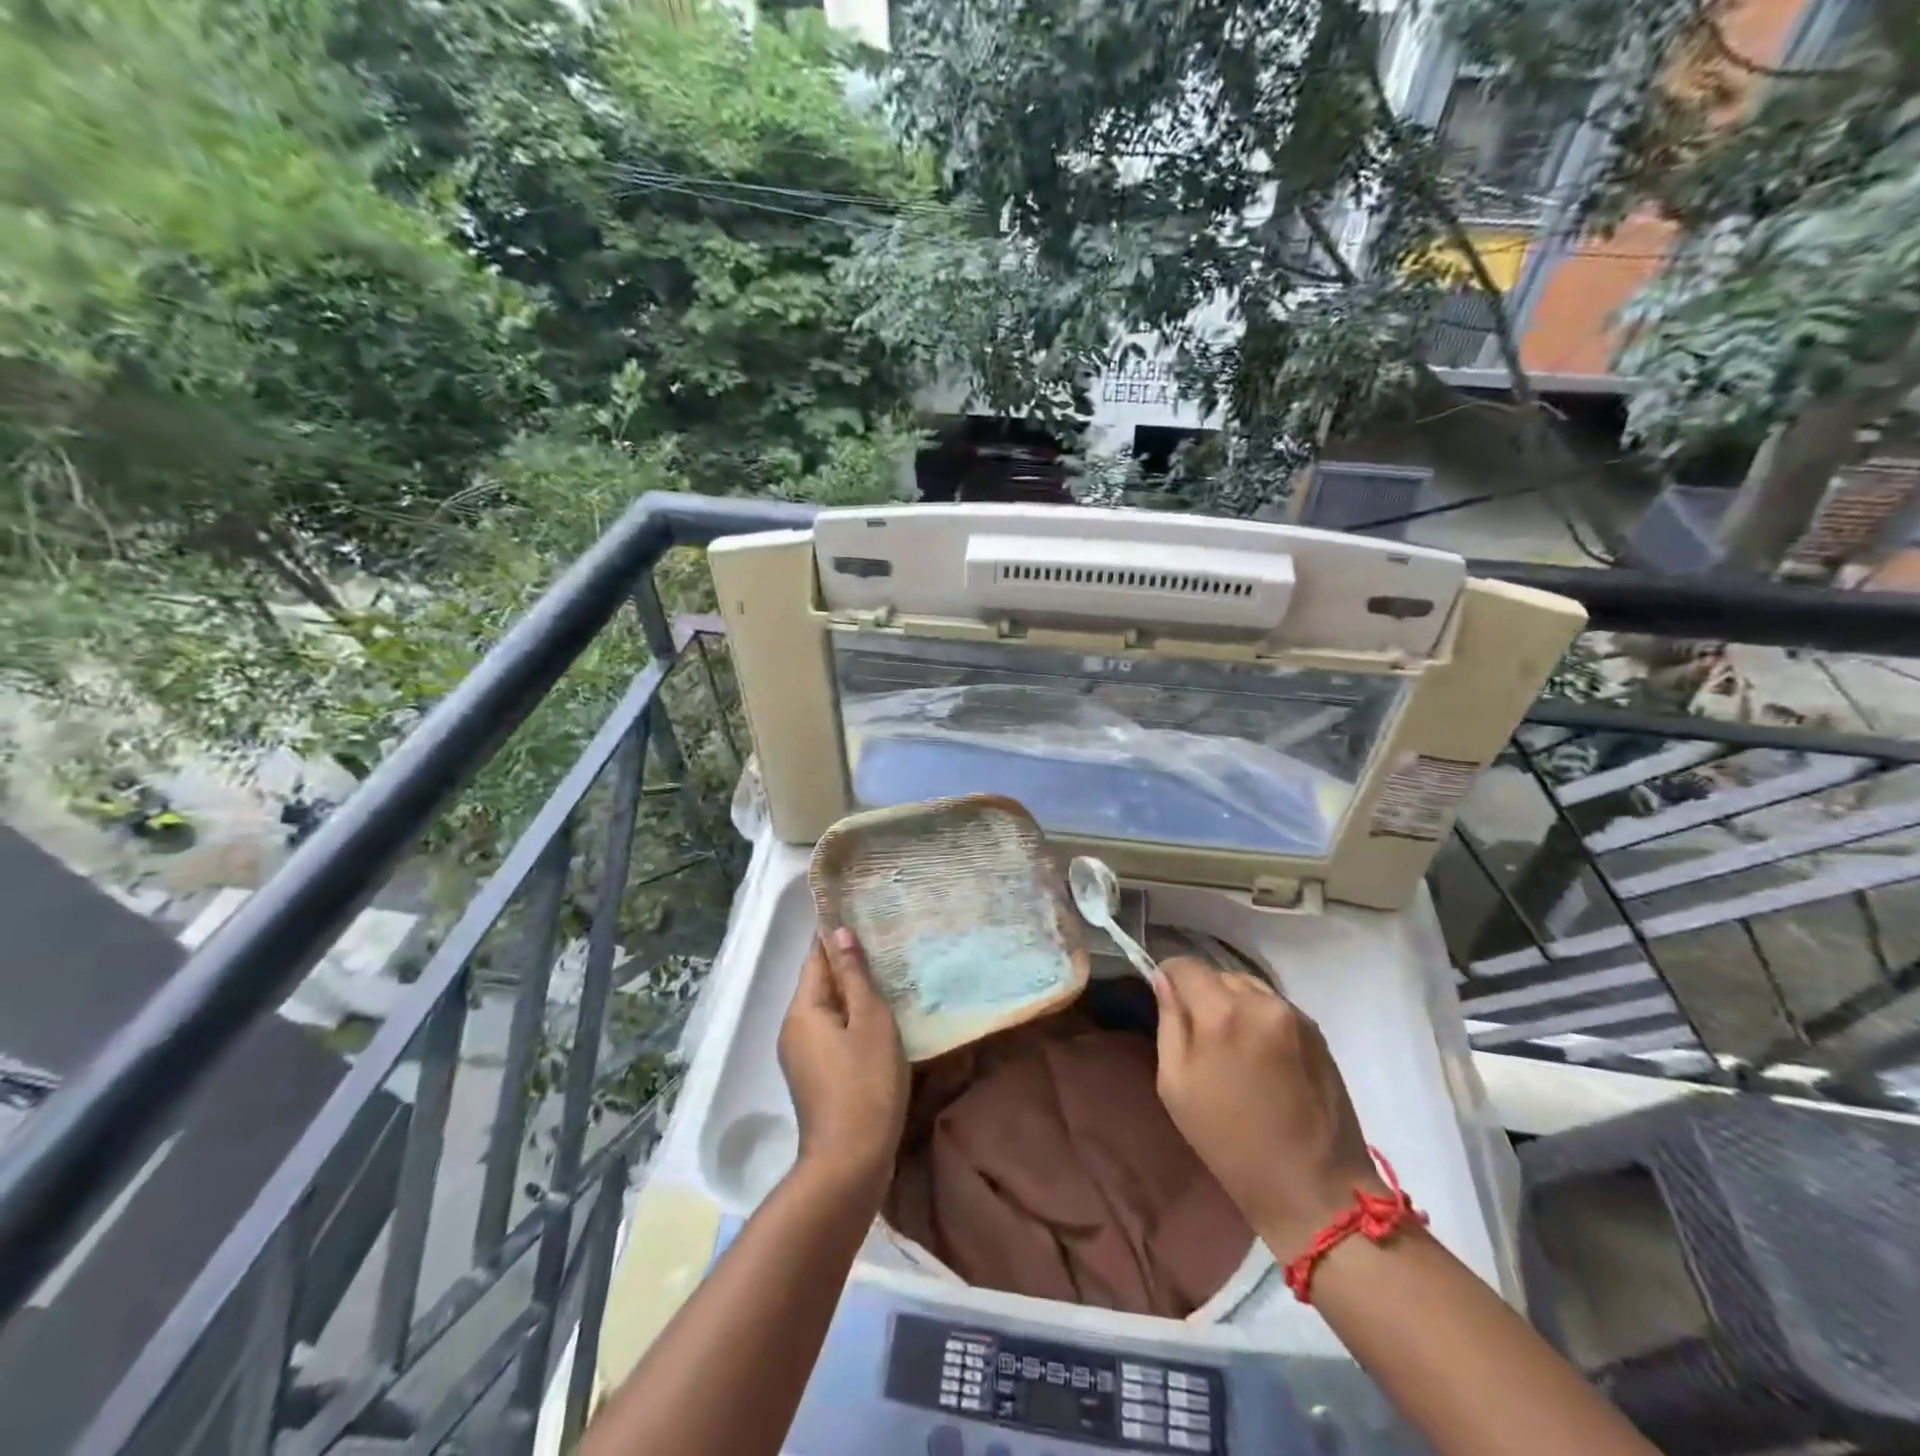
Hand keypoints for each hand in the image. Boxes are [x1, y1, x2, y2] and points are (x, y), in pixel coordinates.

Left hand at [778, 927, 908, 1194]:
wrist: (850, 1163)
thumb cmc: (865, 1083)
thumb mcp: (870, 1021)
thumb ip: (855, 976)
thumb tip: (839, 933)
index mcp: (802, 1009)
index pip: (816, 957)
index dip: (836, 936)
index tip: (862, 915)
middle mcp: (793, 1028)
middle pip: (820, 983)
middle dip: (848, 964)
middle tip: (886, 944)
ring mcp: (801, 1056)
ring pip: (828, 1010)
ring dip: (853, 994)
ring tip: (889, 976)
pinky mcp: (815, 1077)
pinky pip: (832, 1034)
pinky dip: (853, 1021)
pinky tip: (881, 1020)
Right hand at [1152, 956, 1383, 1258]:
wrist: (1313, 1188)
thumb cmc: (1230, 1142)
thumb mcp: (1176, 1084)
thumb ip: (1169, 1022)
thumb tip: (1164, 981)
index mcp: (1222, 1013)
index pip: (1186, 964)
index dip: (1169, 976)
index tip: (1166, 999)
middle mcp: (1261, 1001)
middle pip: (1218, 974)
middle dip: (1203, 993)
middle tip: (1199, 1033)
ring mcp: (1294, 1014)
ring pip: (1248, 986)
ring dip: (1233, 1002)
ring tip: (1232, 1044)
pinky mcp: (1317, 1030)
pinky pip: (1274, 1006)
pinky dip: (1259, 1017)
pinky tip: (1260, 1055)